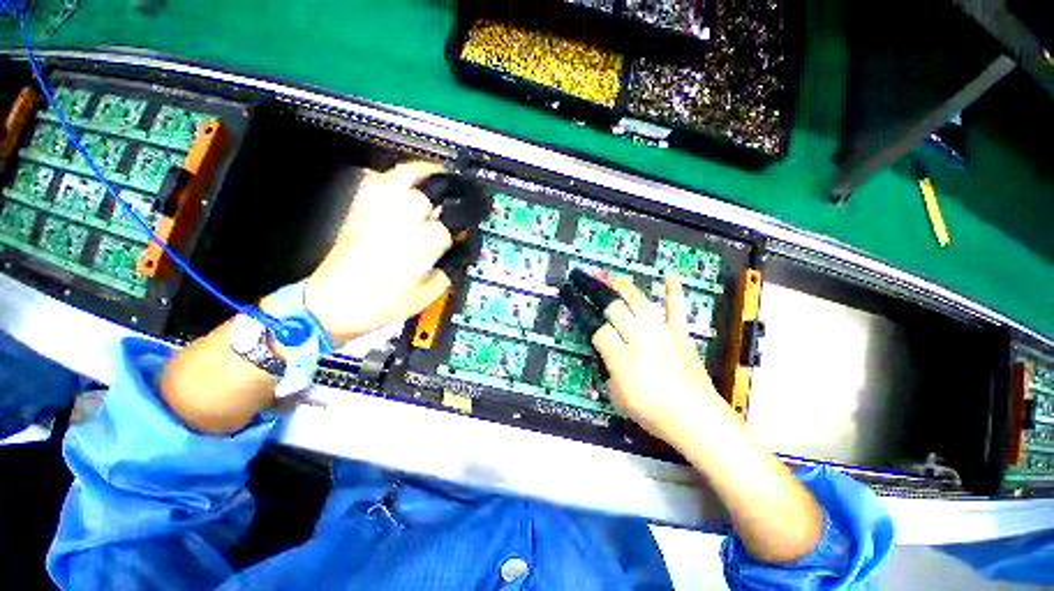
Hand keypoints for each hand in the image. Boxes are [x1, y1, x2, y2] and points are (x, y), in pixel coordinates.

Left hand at [303, 162, 455, 345]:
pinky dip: (393, 177)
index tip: (464, 231)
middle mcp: (398, 223)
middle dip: (445, 194)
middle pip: (427, 195)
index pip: (448, 227)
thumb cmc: (379, 304)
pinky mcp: (359, 211)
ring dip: (423, 173)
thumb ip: (447, 271)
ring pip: (401, 178)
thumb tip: (457, 255)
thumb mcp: (426, 295)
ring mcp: (377, 213)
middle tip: (456, 194)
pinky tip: (404, 182)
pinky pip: (376, 182)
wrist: (333, 304)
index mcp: (419, 246)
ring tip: (436, 174)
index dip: (459, 229)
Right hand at [592, 276, 725, 444]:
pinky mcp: (679, 332)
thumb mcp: (616, 395)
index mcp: (621, 356)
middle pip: (616, 308)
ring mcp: (661, 331)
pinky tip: (669, 277)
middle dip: (605, 304)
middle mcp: (639, 337)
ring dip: (623, 287)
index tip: (597, 337)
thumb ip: (609, 370)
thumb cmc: (652, 411)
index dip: (595, 333)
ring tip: (612, 278)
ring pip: (639, 301)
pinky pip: (676, 308)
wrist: (694, 417)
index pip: (600, 332)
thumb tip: (610, 353)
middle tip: (597, 298)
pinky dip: (674, 291)